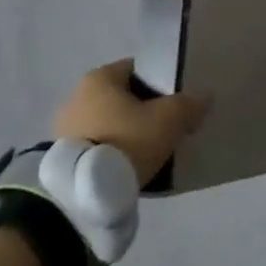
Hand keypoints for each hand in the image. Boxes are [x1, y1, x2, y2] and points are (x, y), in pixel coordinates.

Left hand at [53, 60, 210, 186]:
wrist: (81, 196)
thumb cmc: (125, 141)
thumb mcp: (168, 119)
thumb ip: (189, 104)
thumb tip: (205, 95)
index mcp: (100, 77)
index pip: (138, 70)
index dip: (161, 83)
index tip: (175, 102)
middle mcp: (77, 96)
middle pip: (122, 98)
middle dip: (142, 111)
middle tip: (165, 129)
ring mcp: (64, 129)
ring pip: (108, 124)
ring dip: (125, 135)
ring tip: (146, 155)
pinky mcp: (60, 160)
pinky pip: (95, 148)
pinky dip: (110, 155)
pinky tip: (126, 170)